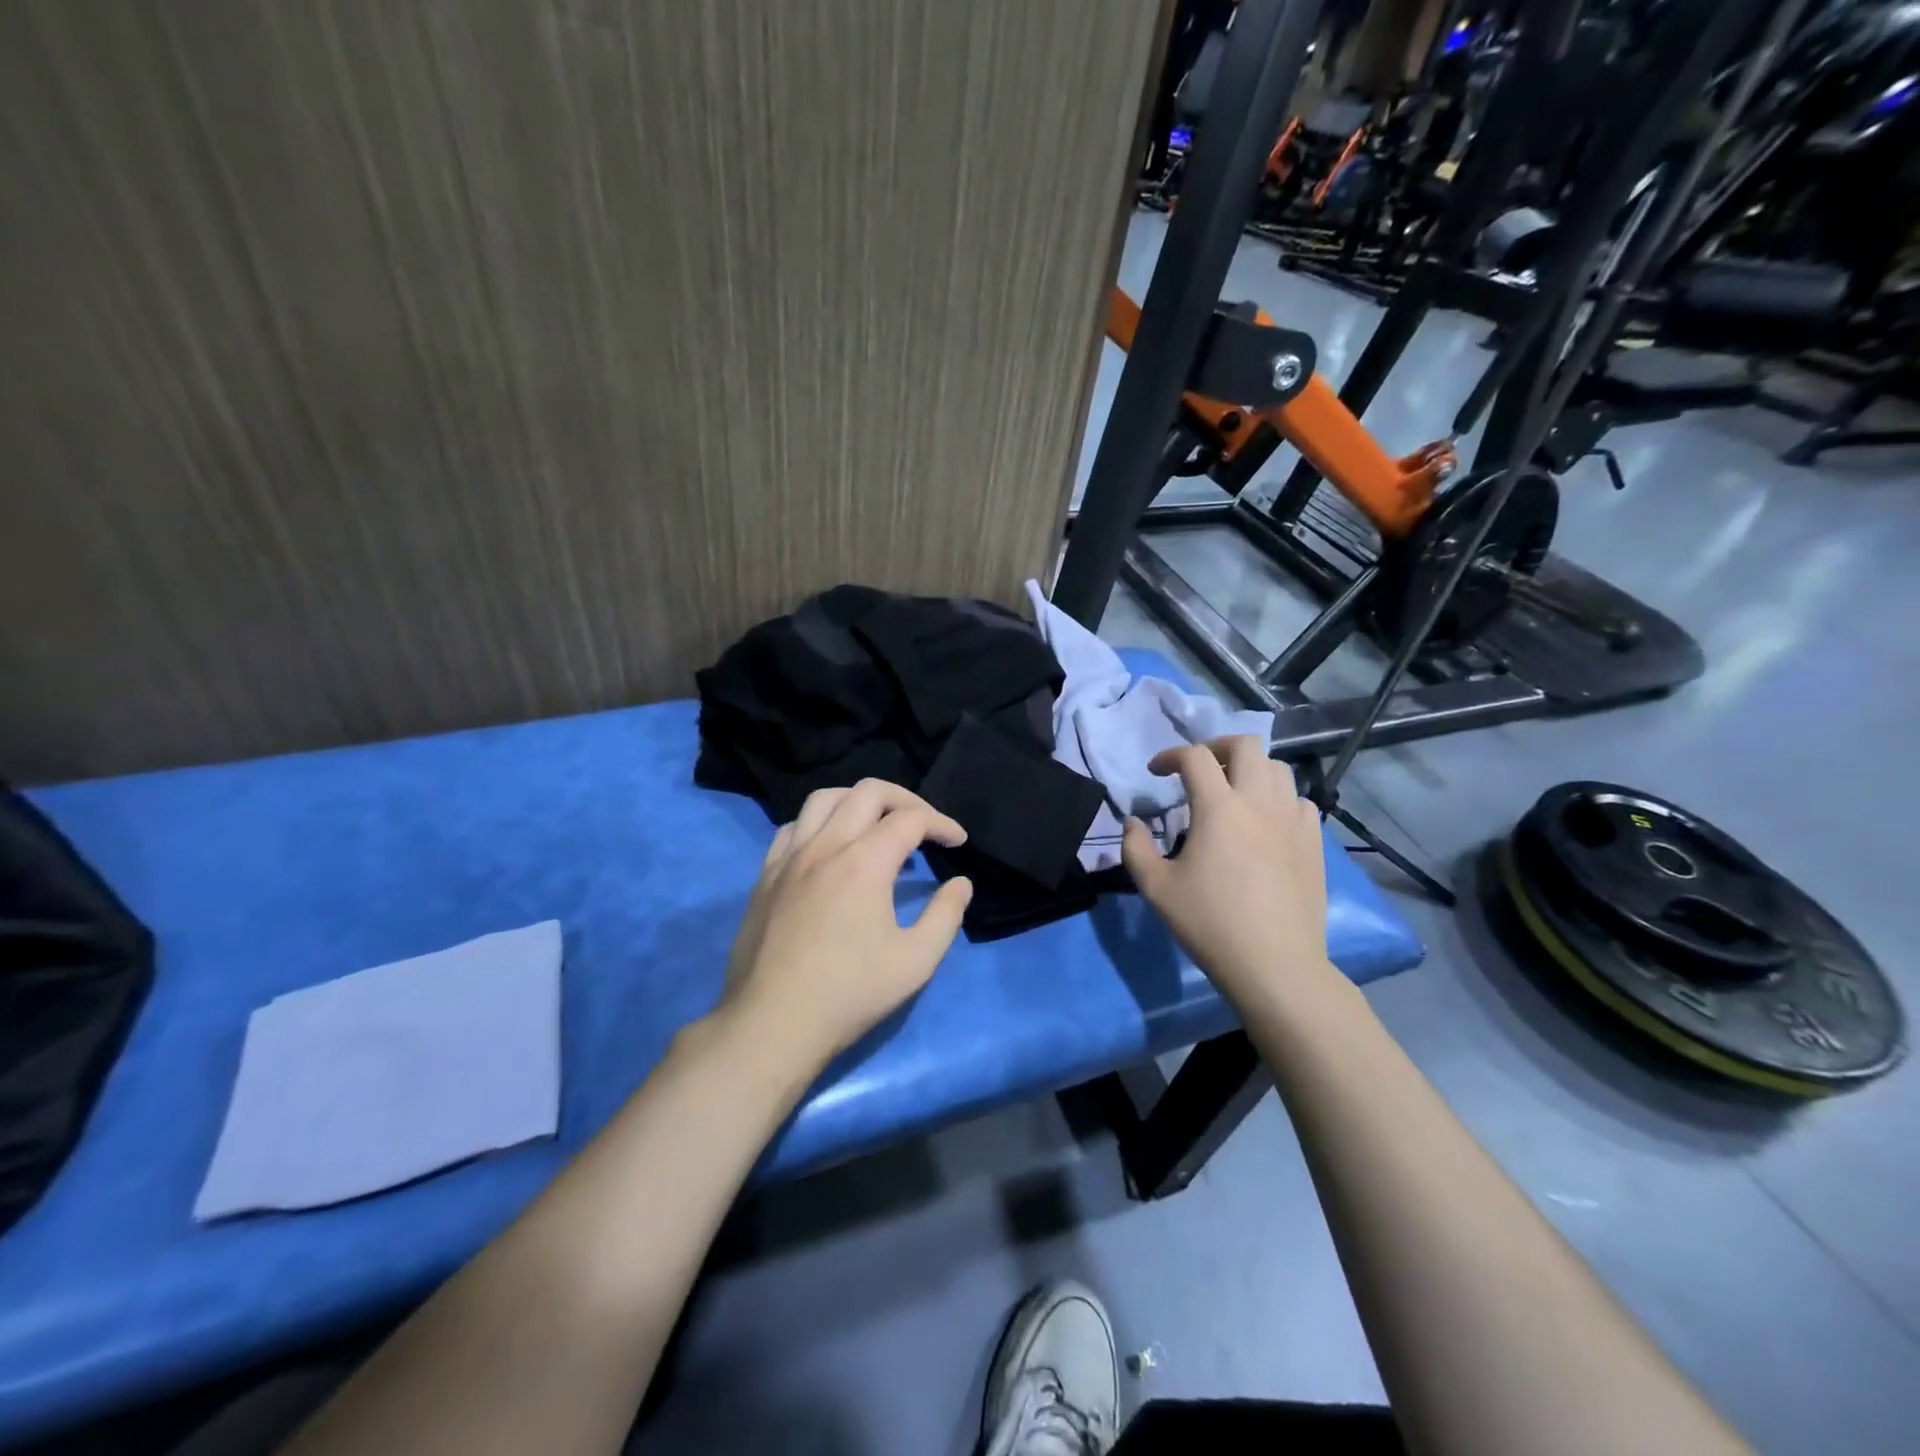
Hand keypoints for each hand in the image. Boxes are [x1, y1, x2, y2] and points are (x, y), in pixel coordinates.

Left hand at [720, 779, 973, 1067]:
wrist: (771, 1024)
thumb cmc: (849, 994)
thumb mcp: (915, 961)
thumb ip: (946, 916)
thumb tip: (960, 884)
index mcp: (864, 862)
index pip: (911, 819)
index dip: (942, 824)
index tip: (958, 843)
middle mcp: (825, 845)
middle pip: (868, 791)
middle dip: (905, 799)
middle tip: (924, 825)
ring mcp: (789, 857)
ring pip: (824, 798)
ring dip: (858, 801)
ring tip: (877, 824)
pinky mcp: (765, 875)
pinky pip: (793, 827)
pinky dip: (819, 822)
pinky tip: (829, 847)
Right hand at [1122, 736, 1330, 1010]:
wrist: (1275, 964)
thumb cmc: (1210, 923)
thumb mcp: (1156, 888)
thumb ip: (1135, 848)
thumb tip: (1133, 823)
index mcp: (1219, 807)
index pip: (1194, 757)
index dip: (1170, 755)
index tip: (1156, 772)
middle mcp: (1259, 802)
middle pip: (1245, 745)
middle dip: (1216, 747)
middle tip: (1199, 769)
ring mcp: (1292, 819)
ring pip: (1277, 768)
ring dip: (1250, 769)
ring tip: (1233, 792)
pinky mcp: (1314, 841)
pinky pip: (1299, 800)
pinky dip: (1278, 798)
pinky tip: (1266, 822)